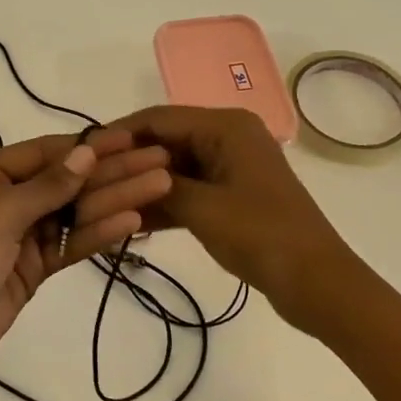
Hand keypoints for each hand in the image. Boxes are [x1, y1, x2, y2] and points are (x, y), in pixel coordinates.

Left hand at [0, 128, 173, 400]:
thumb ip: (47, 186)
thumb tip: (86, 153)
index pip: (42, 153)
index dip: (87, 146)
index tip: (130, 138)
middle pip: (63, 182)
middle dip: (110, 172)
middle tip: (159, 163)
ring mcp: (16, 238)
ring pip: (71, 214)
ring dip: (113, 201)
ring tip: (160, 187)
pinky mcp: (29, 272)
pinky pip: (68, 245)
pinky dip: (98, 234)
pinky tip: (133, 221)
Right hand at [108, 105, 356, 335]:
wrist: (316, 282)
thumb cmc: (260, 234)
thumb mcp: (200, 208)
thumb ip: (156, 185)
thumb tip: (120, 174)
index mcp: (225, 126)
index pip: (159, 118)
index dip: (120, 133)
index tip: (84, 152)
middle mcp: (228, 136)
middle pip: (166, 140)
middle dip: (130, 161)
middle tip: (89, 181)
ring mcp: (232, 166)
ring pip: (175, 167)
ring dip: (145, 184)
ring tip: (104, 201)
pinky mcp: (233, 194)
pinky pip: (190, 188)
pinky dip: (165, 202)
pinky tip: (133, 220)